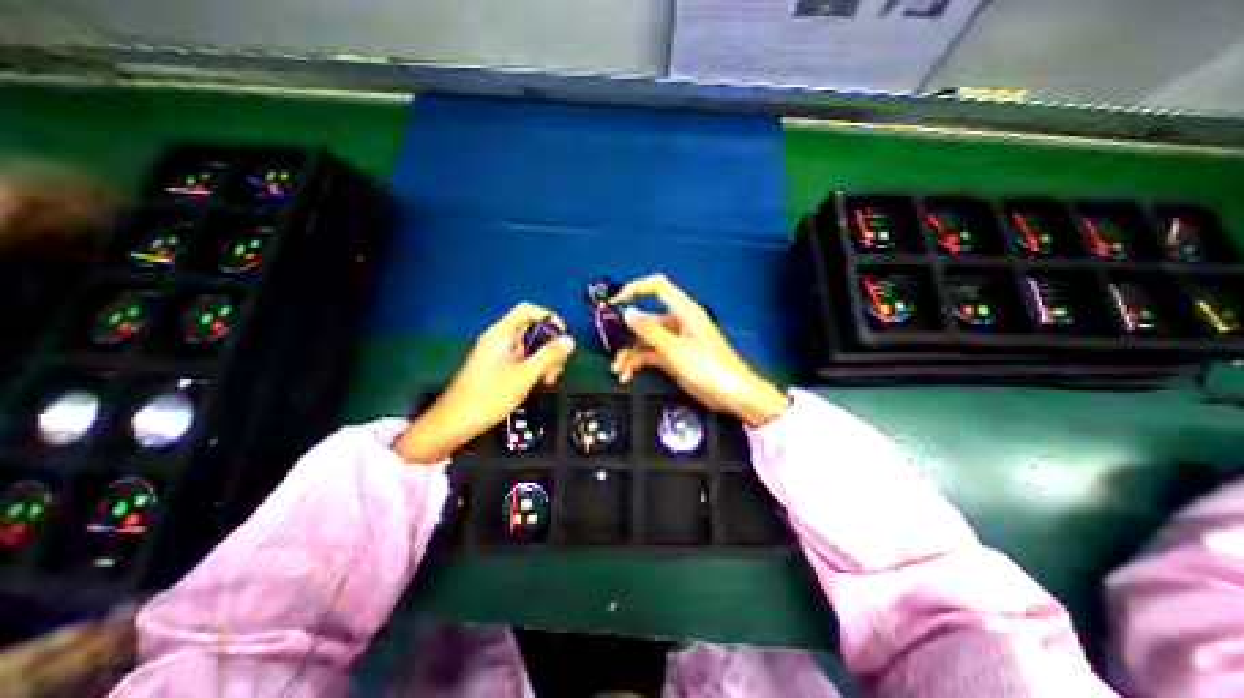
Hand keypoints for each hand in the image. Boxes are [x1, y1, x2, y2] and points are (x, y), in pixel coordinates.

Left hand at [395, 303, 574, 463]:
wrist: (453, 425)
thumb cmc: (486, 398)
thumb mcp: (523, 377)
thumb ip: (548, 357)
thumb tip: (570, 340)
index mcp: (501, 335)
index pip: (528, 311)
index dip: (549, 318)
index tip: (563, 338)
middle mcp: (501, 340)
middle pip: (533, 330)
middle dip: (550, 346)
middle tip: (556, 368)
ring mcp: (501, 355)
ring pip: (531, 347)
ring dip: (545, 360)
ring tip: (548, 380)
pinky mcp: (501, 369)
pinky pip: (524, 360)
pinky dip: (536, 368)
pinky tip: (540, 384)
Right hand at [612, 276, 784, 426]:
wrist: (732, 394)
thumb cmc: (708, 367)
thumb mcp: (675, 349)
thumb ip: (649, 331)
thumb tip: (628, 312)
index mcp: (682, 311)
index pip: (657, 287)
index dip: (635, 288)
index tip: (614, 302)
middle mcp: (676, 322)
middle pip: (645, 319)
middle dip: (626, 334)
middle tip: (610, 347)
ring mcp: (674, 341)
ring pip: (645, 340)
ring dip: (630, 354)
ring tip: (618, 370)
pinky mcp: (673, 357)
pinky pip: (650, 355)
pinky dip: (638, 364)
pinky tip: (627, 376)